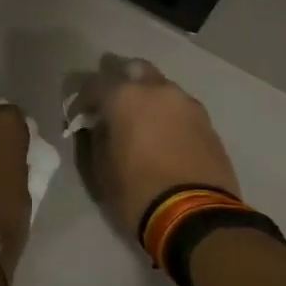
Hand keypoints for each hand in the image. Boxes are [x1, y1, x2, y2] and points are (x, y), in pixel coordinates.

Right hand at [67, 55, 240, 237]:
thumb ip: (95, 137)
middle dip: (119, 80)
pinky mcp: (207, 122)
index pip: (94, 83)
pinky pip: (179, 107)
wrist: (196, 217)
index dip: (81, 99)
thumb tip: (97, 125)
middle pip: (134, 68)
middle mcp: (157, 90)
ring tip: (140, 120)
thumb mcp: (100, 169)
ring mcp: (186, 103)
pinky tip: (163, 134)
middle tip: (110, 103)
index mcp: (125, 97)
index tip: (77, 117)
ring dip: (147, 96)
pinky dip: (167, 113)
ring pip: (161, 86)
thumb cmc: (137, 192)